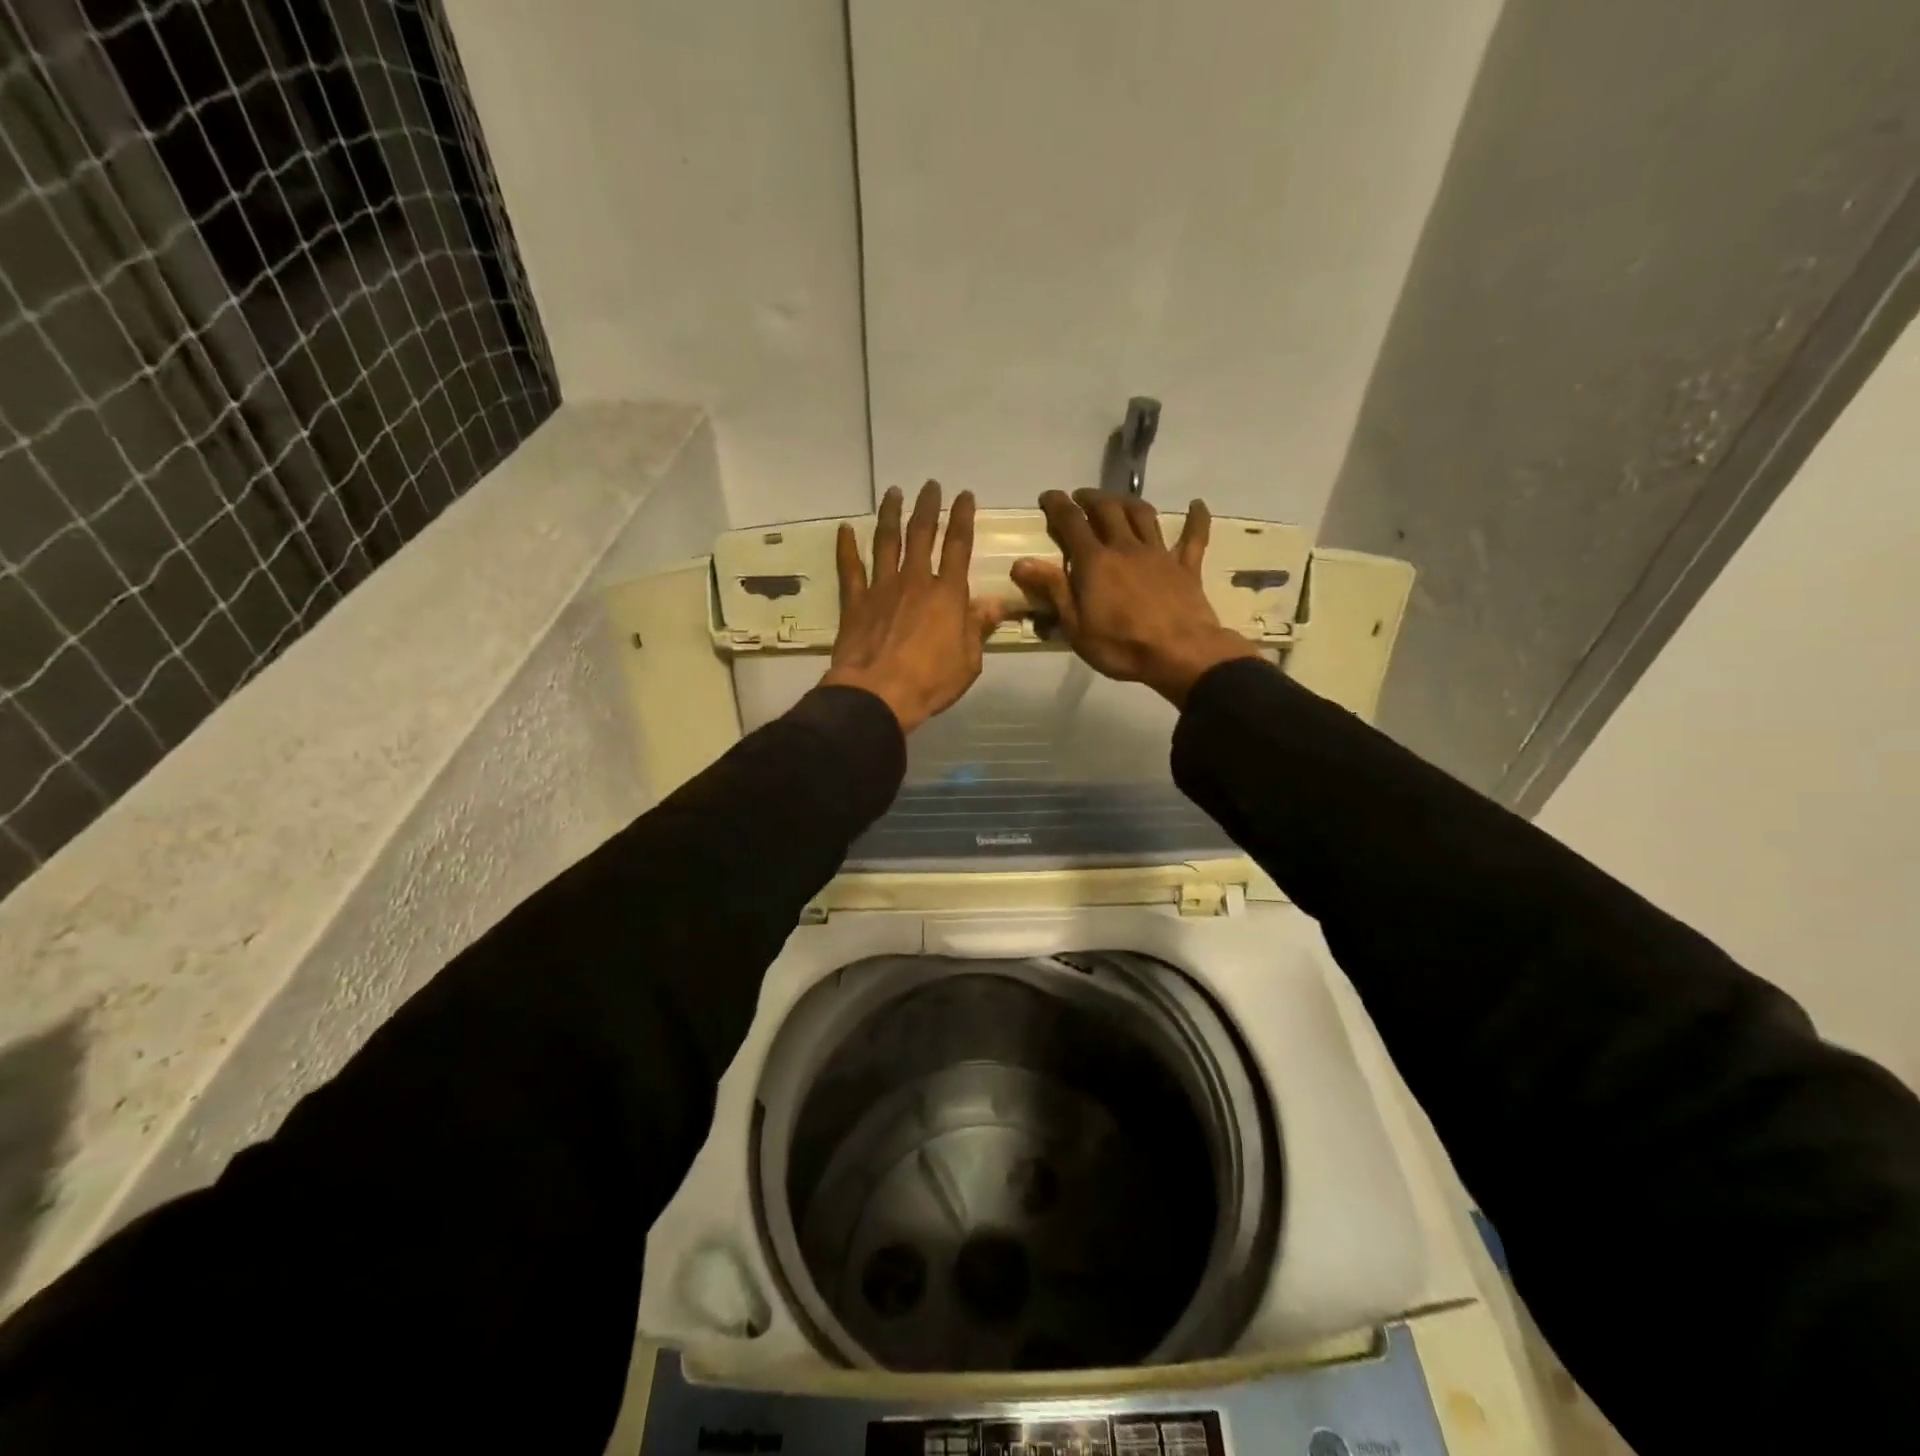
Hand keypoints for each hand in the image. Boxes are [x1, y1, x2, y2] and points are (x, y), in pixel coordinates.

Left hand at [822, 482, 1007, 733]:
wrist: (877, 694)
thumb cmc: (930, 682)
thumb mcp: (968, 661)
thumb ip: (978, 628)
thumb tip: (996, 603)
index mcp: (947, 594)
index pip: (958, 546)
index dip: (963, 518)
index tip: (965, 496)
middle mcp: (915, 581)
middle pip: (921, 534)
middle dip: (927, 506)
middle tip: (930, 485)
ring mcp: (881, 588)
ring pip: (886, 542)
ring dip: (890, 514)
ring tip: (893, 492)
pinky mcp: (854, 602)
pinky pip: (850, 568)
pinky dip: (846, 547)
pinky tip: (845, 529)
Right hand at [1012, 489, 1259, 707]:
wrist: (1180, 654)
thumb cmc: (1121, 646)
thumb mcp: (1076, 626)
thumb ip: (1052, 590)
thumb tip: (1021, 563)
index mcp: (1095, 562)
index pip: (1071, 522)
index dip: (1057, 505)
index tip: (1048, 496)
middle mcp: (1126, 547)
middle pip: (1107, 510)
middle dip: (1090, 498)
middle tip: (1080, 497)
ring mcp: (1159, 554)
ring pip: (1143, 515)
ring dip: (1127, 502)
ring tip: (1118, 501)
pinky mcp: (1186, 566)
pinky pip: (1194, 537)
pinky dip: (1195, 518)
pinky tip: (1196, 504)